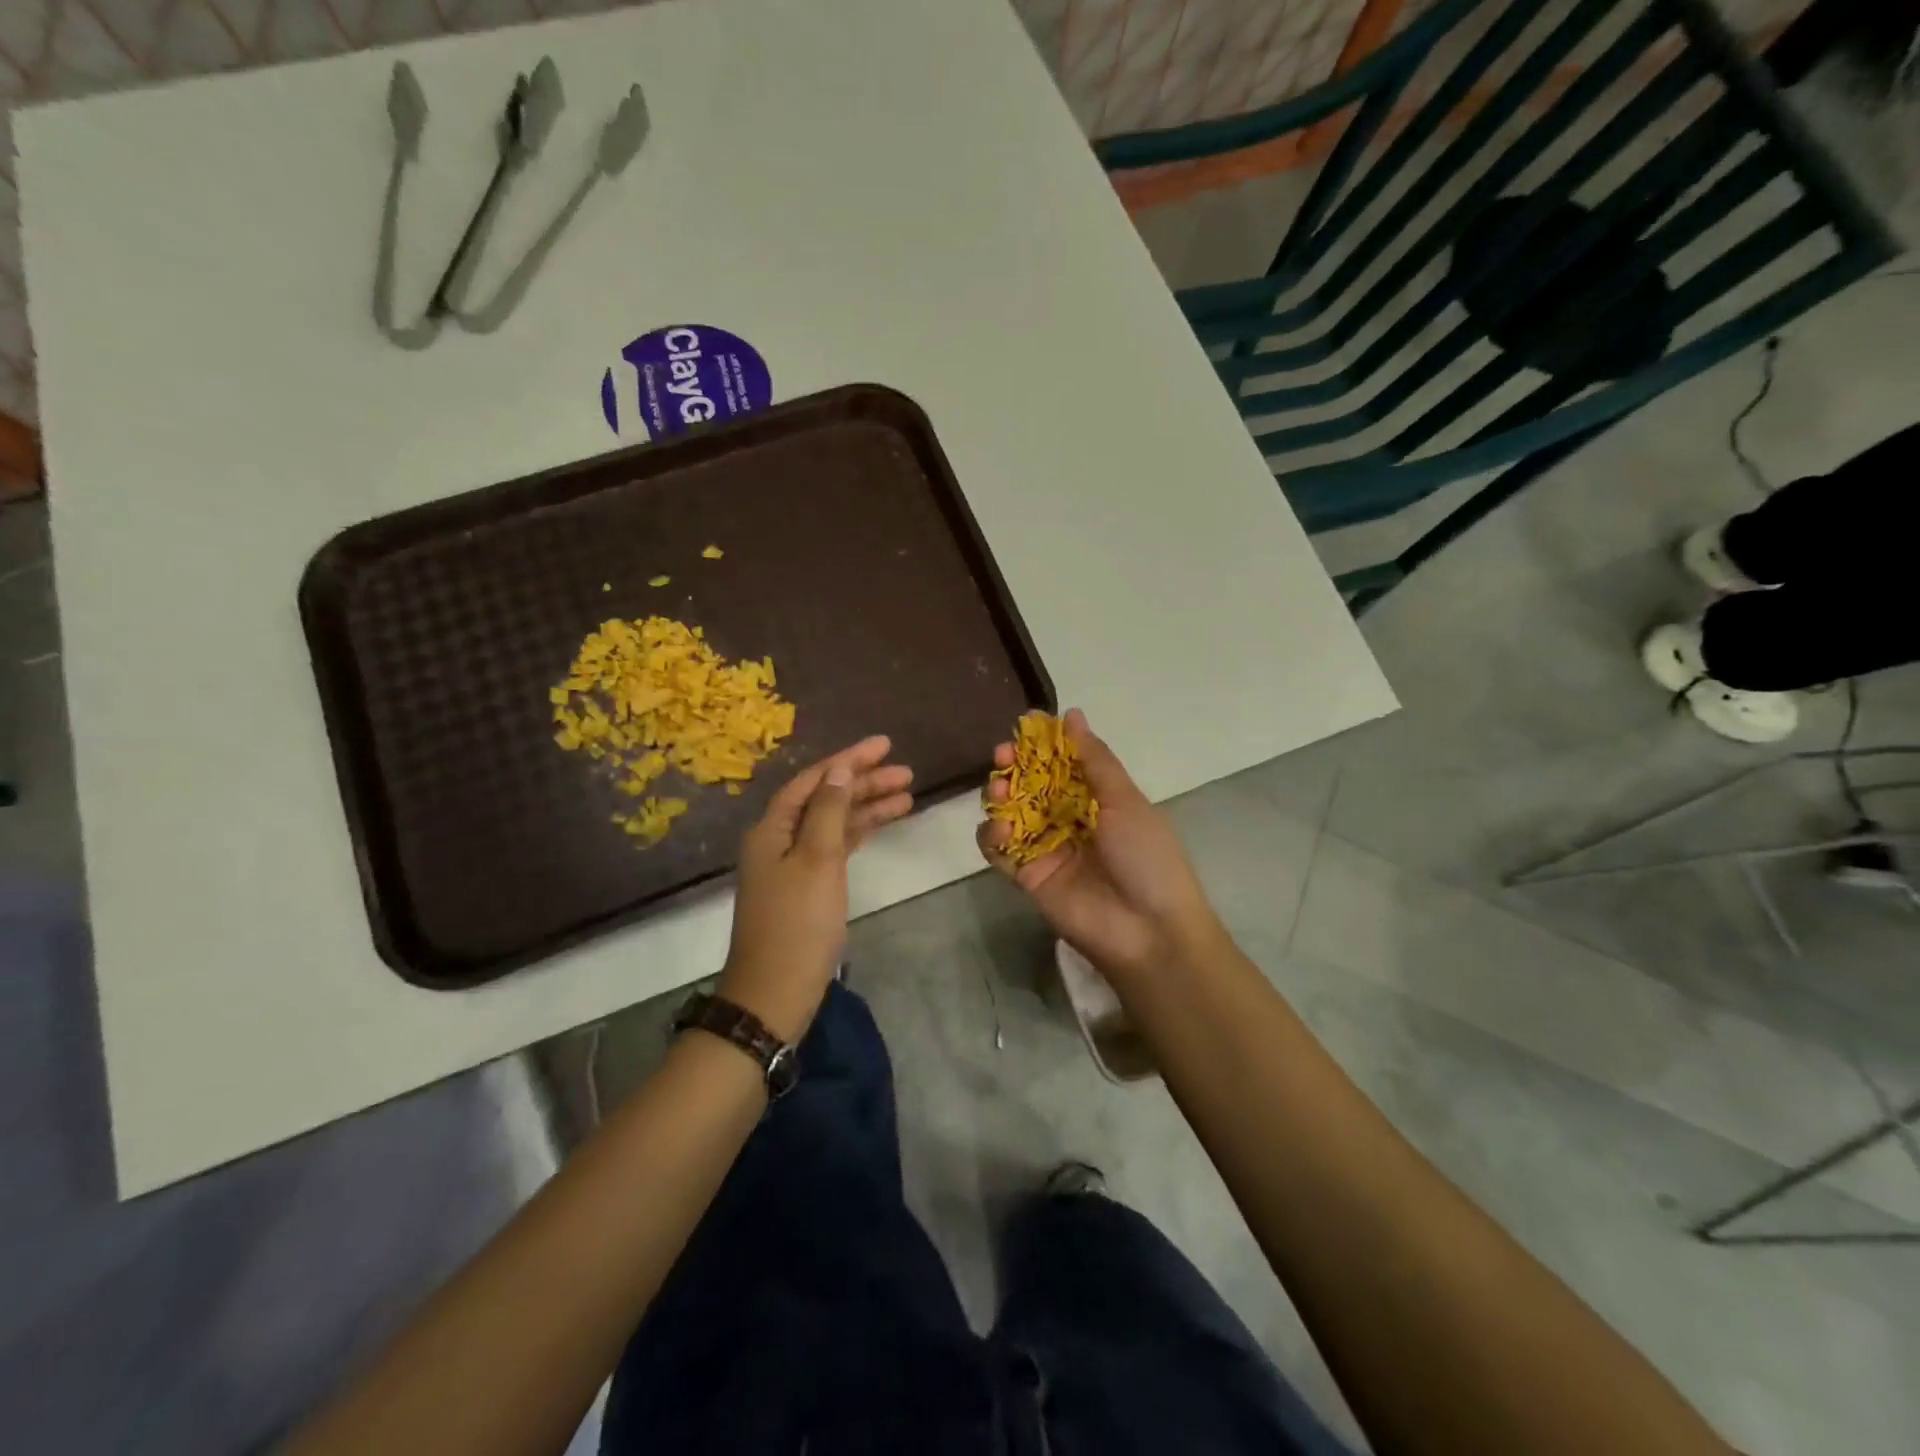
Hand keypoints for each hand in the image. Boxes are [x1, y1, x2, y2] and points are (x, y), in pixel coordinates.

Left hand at [719, 735, 913, 1041]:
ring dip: (868, 807)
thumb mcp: (816, 861)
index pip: (814, 780)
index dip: (849, 759)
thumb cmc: (797, 924)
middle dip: (865, 782)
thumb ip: (828, 812)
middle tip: (906, 772)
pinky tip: (884, 824)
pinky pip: (837, 846)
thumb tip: (838, 771)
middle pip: (826, 798)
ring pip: (835, 822)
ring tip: (908, 795)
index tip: (885, 745)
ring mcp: (794, 864)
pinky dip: (860, 833)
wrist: (776, 993)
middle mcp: (780, 839)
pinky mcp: (809, 886)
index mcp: (773, 828)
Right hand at [977, 708, 1220, 982]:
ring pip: (1010, 813)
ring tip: (998, 792)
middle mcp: (1067, 819)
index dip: (1041, 745)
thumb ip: (1094, 759)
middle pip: (1030, 784)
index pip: (1060, 763)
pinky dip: (992, 836)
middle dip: (1013, 766)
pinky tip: (999, 830)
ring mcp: (1045, 847)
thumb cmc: (1146, 857)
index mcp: (1096, 799)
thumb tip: (1072, 714)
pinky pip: (1000, 850)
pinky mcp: (1027, 875)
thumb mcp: (1126, 801)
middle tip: (1002, 755)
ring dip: (999, 796)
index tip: (1024, 725)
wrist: (1148, 930)